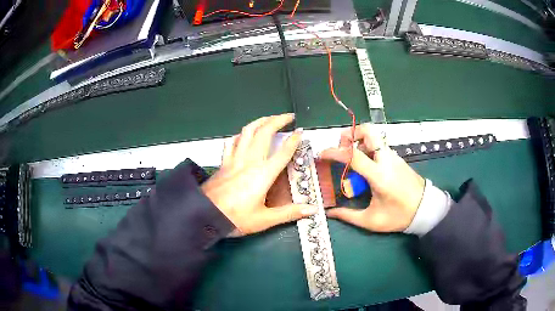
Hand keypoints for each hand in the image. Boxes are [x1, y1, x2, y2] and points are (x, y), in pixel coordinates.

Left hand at [202, 114, 317, 235]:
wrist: (205, 215)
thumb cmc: (236, 218)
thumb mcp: (265, 220)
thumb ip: (289, 213)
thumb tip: (312, 209)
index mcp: (263, 174)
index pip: (283, 152)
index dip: (294, 141)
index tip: (301, 131)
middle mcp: (250, 161)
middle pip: (264, 133)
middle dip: (278, 120)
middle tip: (288, 116)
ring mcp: (234, 159)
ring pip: (247, 132)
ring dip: (260, 121)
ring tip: (269, 118)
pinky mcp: (223, 162)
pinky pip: (232, 142)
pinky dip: (240, 135)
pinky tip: (243, 135)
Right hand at [320, 123, 424, 231]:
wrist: (425, 209)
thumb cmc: (399, 216)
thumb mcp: (372, 220)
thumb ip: (348, 215)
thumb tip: (330, 212)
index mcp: (379, 175)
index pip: (353, 155)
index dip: (334, 152)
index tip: (322, 155)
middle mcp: (386, 160)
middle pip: (368, 131)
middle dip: (350, 134)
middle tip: (341, 147)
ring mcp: (393, 156)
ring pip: (374, 137)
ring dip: (359, 142)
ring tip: (351, 160)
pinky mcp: (397, 158)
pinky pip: (379, 146)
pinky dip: (368, 149)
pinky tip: (366, 167)